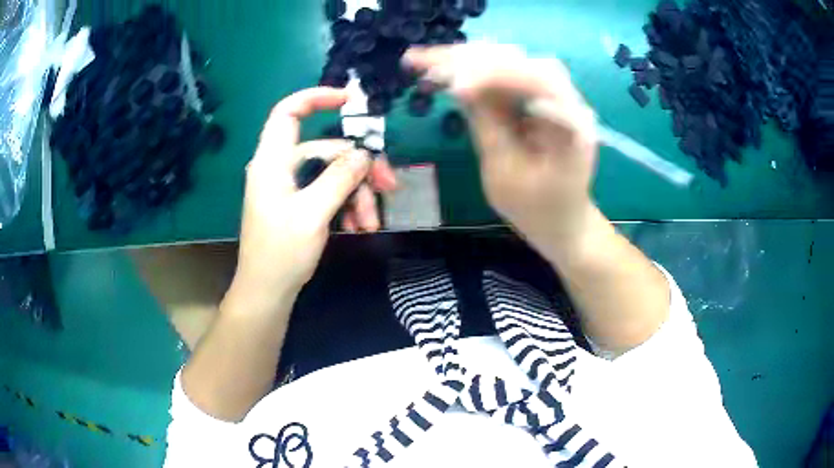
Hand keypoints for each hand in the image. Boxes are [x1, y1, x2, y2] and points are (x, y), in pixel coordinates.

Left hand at [233, 87, 396, 303]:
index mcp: (273, 161)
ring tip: (372, 223)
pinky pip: (328, 192)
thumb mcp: (313, 213)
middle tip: (390, 187)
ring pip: (332, 173)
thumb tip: (365, 153)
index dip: (317, 97)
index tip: (351, 100)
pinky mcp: (299, 203)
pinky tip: (360, 226)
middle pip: (326, 149)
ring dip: (357, 194)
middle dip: (359, 168)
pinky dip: (347, 205)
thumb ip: (339, 178)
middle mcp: (281, 167)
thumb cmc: (281, 253)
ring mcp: (290, 186)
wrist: (267, 292)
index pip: (289, 112)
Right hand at [404, 45, 598, 248]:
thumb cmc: (538, 209)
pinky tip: (445, 71)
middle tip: (419, 59)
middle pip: (517, 61)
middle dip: (467, 58)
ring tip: (424, 61)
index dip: (491, 76)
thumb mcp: (507, 174)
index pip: (533, 80)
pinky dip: (473, 72)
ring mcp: (553, 96)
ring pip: (507, 62)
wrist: (563, 221)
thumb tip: (458, 85)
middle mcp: (567, 99)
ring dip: (465, 60)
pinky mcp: (537, 99)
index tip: (452, 87)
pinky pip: (504, 76)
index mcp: (572, 121)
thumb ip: (486, 125)